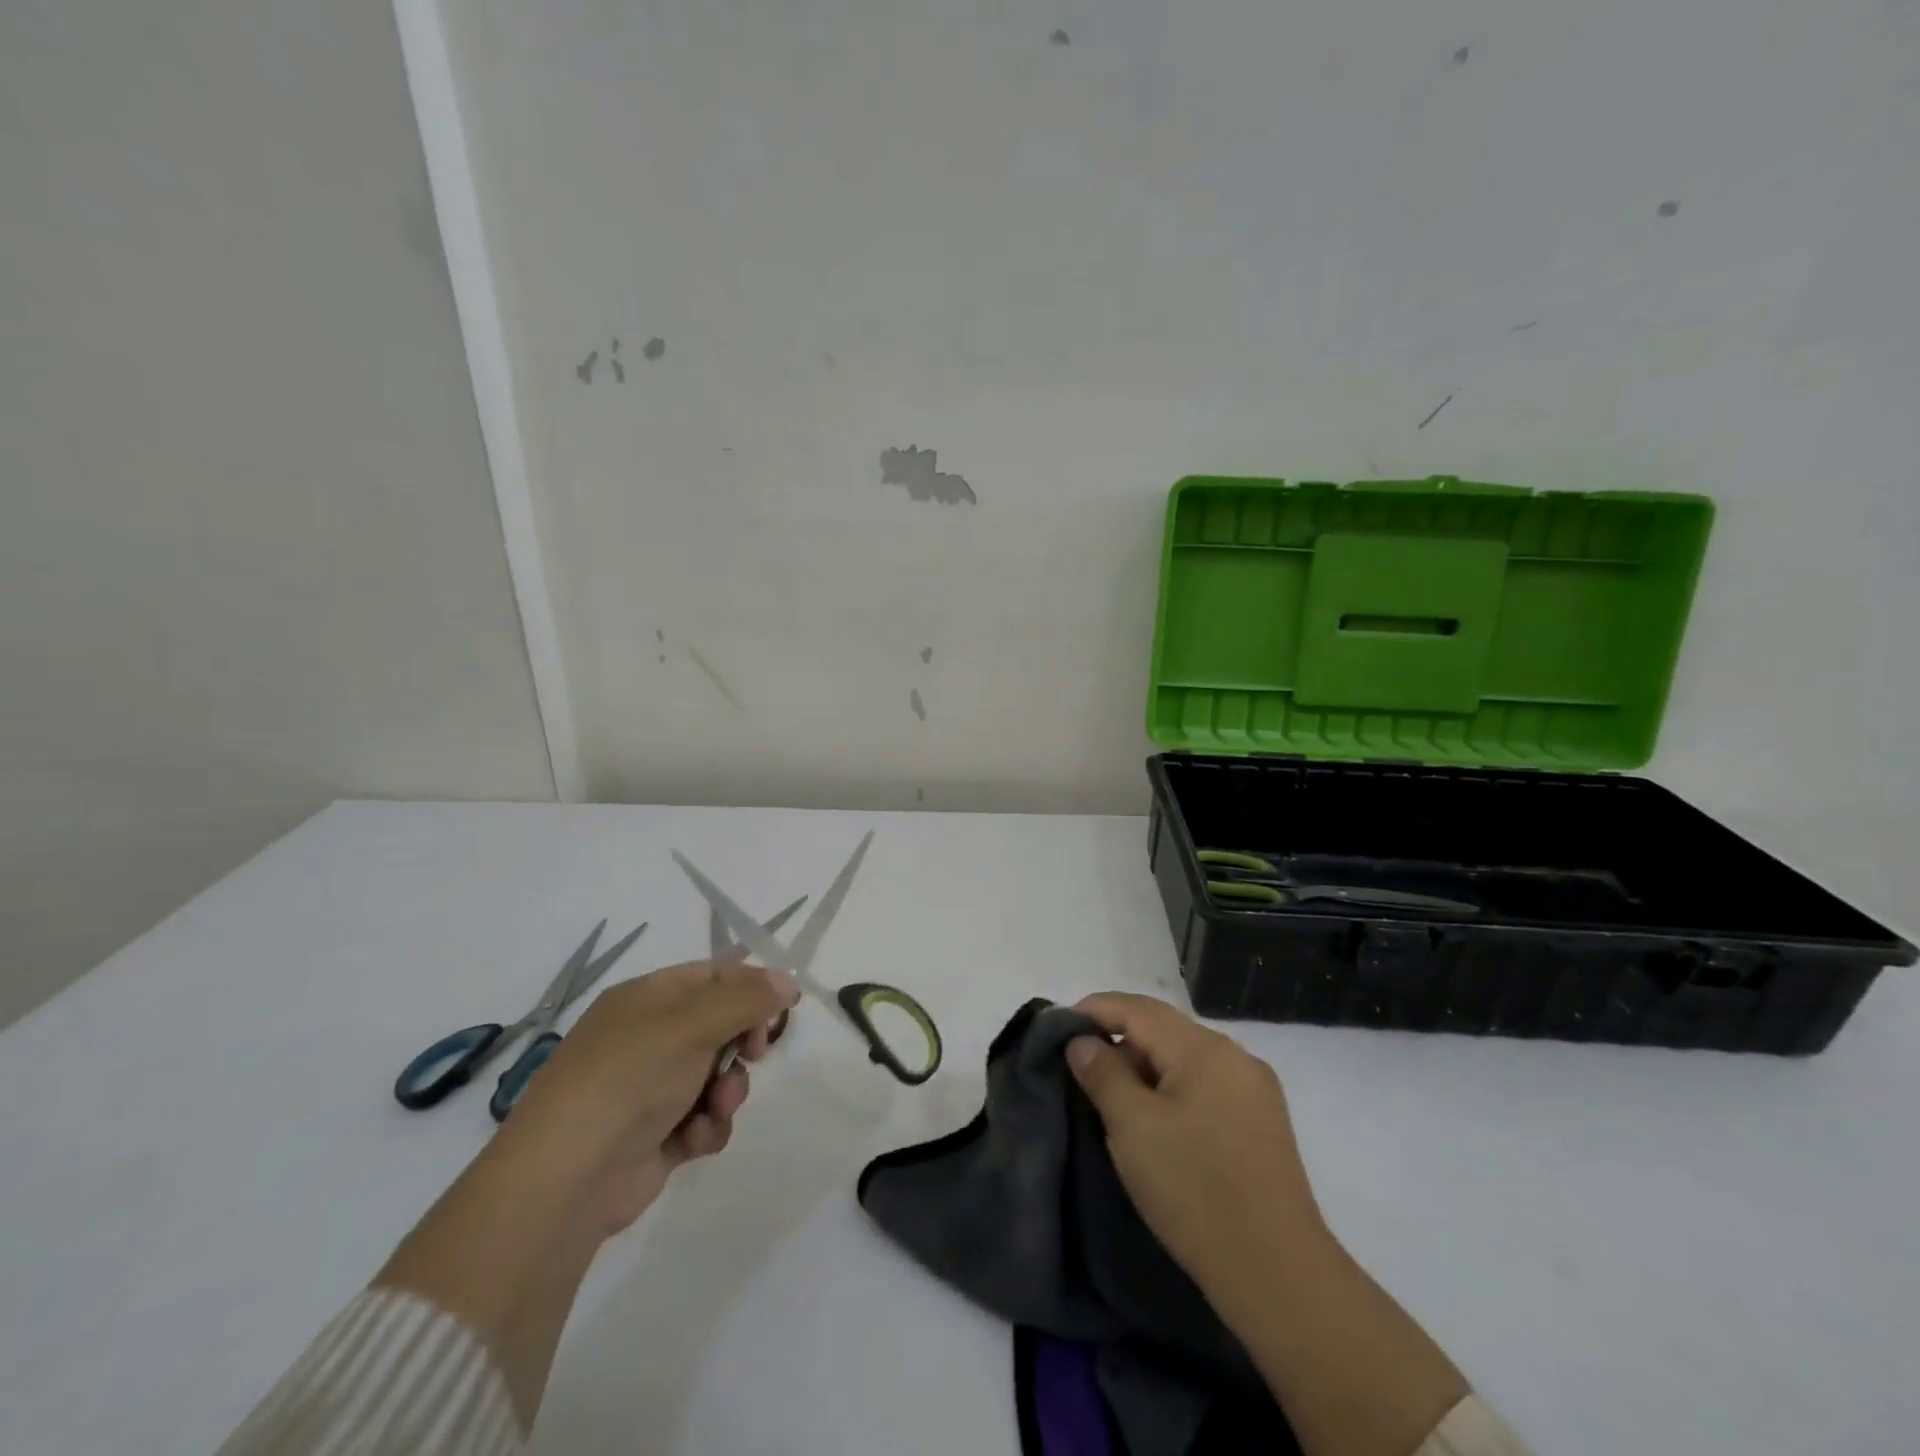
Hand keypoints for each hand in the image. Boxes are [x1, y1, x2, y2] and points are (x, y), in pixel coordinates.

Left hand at [496, 960, 800, 1234]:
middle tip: (755, 1052)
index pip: (713, 975)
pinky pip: (704, 1117)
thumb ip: (748, 999)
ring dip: (729, 1090)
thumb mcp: (693, 1025)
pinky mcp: (657, 1135)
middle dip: (743, 1041)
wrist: (567, 1180)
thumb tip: (788, 980)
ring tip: (717, 1108)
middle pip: (720, 1024)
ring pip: (718, 1074)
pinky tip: (697, 1138)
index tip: (784, 1006)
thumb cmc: (630, 1079)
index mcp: (647, 999)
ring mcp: (651, 1087)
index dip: (752, 985)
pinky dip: (709, 1126)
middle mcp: (648, 1037)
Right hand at [1064, 992, 1327, 1308]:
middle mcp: (1235, 1056)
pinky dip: (1171, 1088)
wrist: (1278, 1275)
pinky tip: (1154, 1117)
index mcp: (1205, 1048)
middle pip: (1163, 1029)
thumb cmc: (1195, 1190)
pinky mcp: (1262, 1123)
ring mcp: (1254, 1090)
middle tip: (1079, 1066)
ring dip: (1144, 1066)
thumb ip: (1102, 1073)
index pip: (1138, 1008)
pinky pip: (1205, 1084)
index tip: (1059, 1027)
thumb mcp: (1132, 1127)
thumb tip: (1083, 1040)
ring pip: (1184, 1058)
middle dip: (1119, 1039)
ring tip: (1110, 1094)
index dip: (1095, 1010)